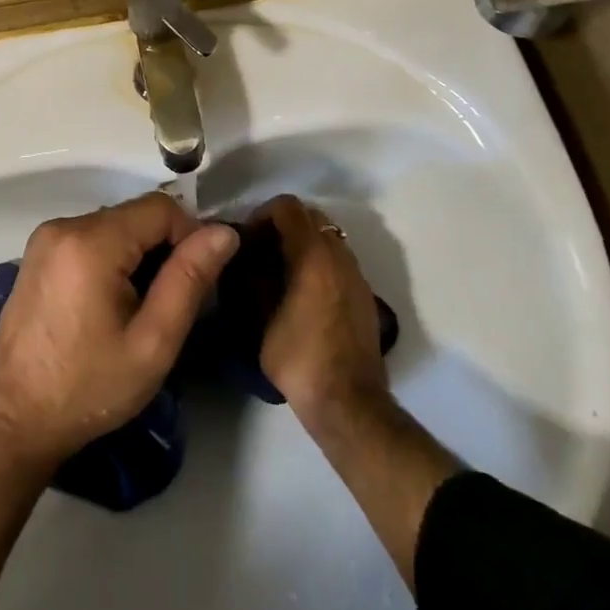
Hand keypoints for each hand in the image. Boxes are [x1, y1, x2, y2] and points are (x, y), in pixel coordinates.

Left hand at [0, 192, 238, 468]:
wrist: (14, 417)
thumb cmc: (88, 387)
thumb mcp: (152, 342)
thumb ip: (189, 280)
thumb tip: (224, 232)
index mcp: (92, 241)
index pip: (161, 207)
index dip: (190, 236)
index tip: (198, 281)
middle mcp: (65, 224)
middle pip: (135, 215)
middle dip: (163, 248)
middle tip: (170, 302)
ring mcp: (46, 237)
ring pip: (114, 225)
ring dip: (138, 254)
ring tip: (141, 308)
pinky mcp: (37, 252)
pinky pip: (90, 237)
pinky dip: (111, 258)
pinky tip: (110, 304)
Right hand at [255, 194, 390, 426]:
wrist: (349, 403)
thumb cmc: (299, 357)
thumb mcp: (260, 318)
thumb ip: (253, 279)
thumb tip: (245, 258)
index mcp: (313, 254)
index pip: (288, 206)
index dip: (263, 213)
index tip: (247, 237)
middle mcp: (339, 255)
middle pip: (310, 216)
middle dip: (284, 225)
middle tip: (262, 250)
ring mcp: (356, 274)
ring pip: (327, 237)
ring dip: (303, 242)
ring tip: (281, 271)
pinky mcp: (365, 294)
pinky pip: (338, 260)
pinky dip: (319, 261)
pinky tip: (303, 292)